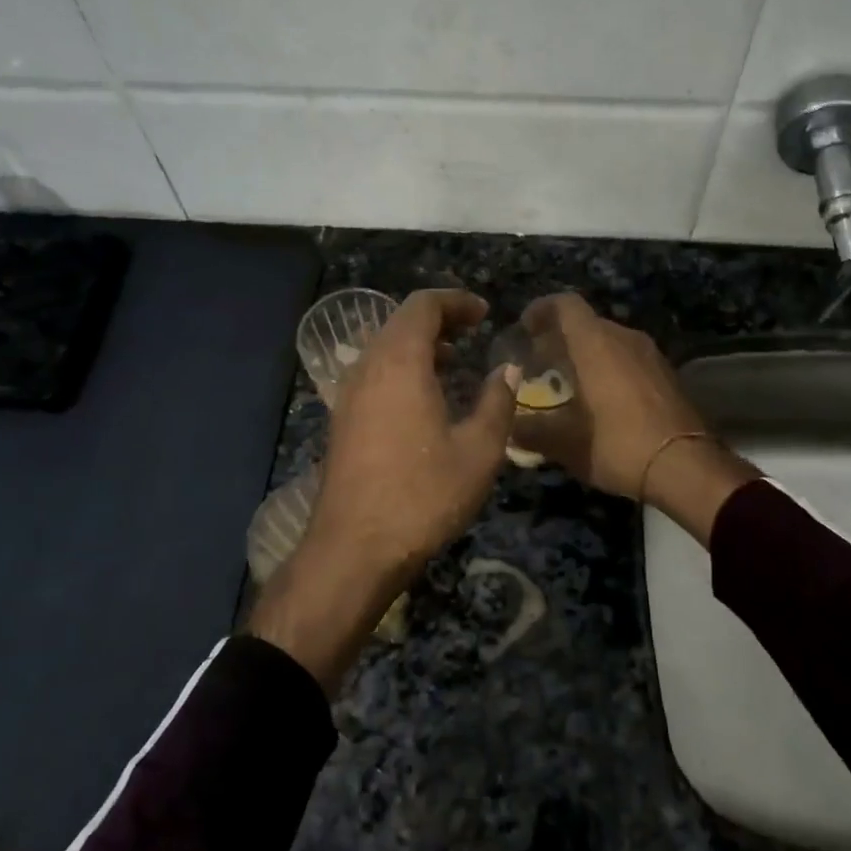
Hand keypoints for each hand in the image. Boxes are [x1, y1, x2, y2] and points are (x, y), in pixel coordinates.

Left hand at [248, 289, 518, 691]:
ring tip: (454, 361)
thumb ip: (497, 401)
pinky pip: (374, 373)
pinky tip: (425, 398)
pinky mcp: (342, 420)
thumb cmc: (423, 495)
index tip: (485, 314)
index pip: (423, 306)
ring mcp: (348, 394)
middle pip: (401, 321)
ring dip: (419, 344)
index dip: (456, 302)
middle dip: (439, 319)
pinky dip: (402, 367)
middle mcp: (367, 368)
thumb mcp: (479, 451)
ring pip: (384, 347)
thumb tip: (509, 368)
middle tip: (473, 332)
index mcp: (400, 362)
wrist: (354, 549)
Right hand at [512, 293, 758, 543]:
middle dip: (559, 338)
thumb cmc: (618, 444)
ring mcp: (649, 354)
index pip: (565, 304)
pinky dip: (608, 368)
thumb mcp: (565, 443)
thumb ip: (531, 431)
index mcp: (595, 343)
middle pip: (586, 323)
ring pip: (608, 341)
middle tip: (538, 363)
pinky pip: (627, 358)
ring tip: (566, 383)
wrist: (687, 466)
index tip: (525, 328)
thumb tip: (510, 428)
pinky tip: (599, 400)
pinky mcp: (666, 374)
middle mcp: (624, 338)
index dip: (541, 309)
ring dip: (585, 354)